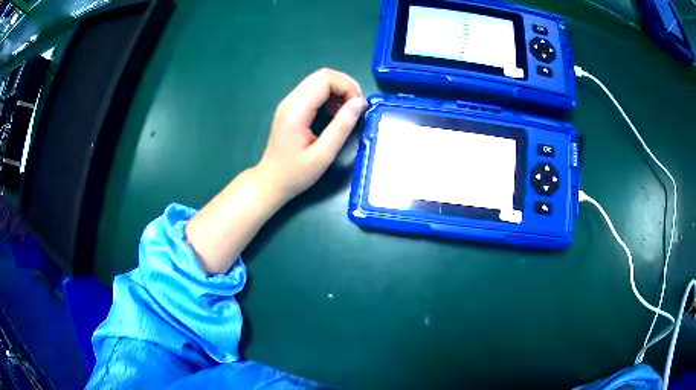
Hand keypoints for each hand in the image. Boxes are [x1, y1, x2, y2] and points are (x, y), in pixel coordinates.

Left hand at [257, 68, 366, 201]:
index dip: (347, 87)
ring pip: (318, 81)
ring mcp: (289, 102)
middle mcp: (291, 100)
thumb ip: (341, 127)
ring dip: (338, 90)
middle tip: (357, 107)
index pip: (325, 79)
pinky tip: (335, 113)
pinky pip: (314, 91)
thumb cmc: (296, 173)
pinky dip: (330, 96)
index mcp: (296, 110)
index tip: (360, 107)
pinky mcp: (291, 108)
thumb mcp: (323, 155)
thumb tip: (360, 103)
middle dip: (346, 86)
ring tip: (348, 111)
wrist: (271, 182)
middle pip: (322, 75)